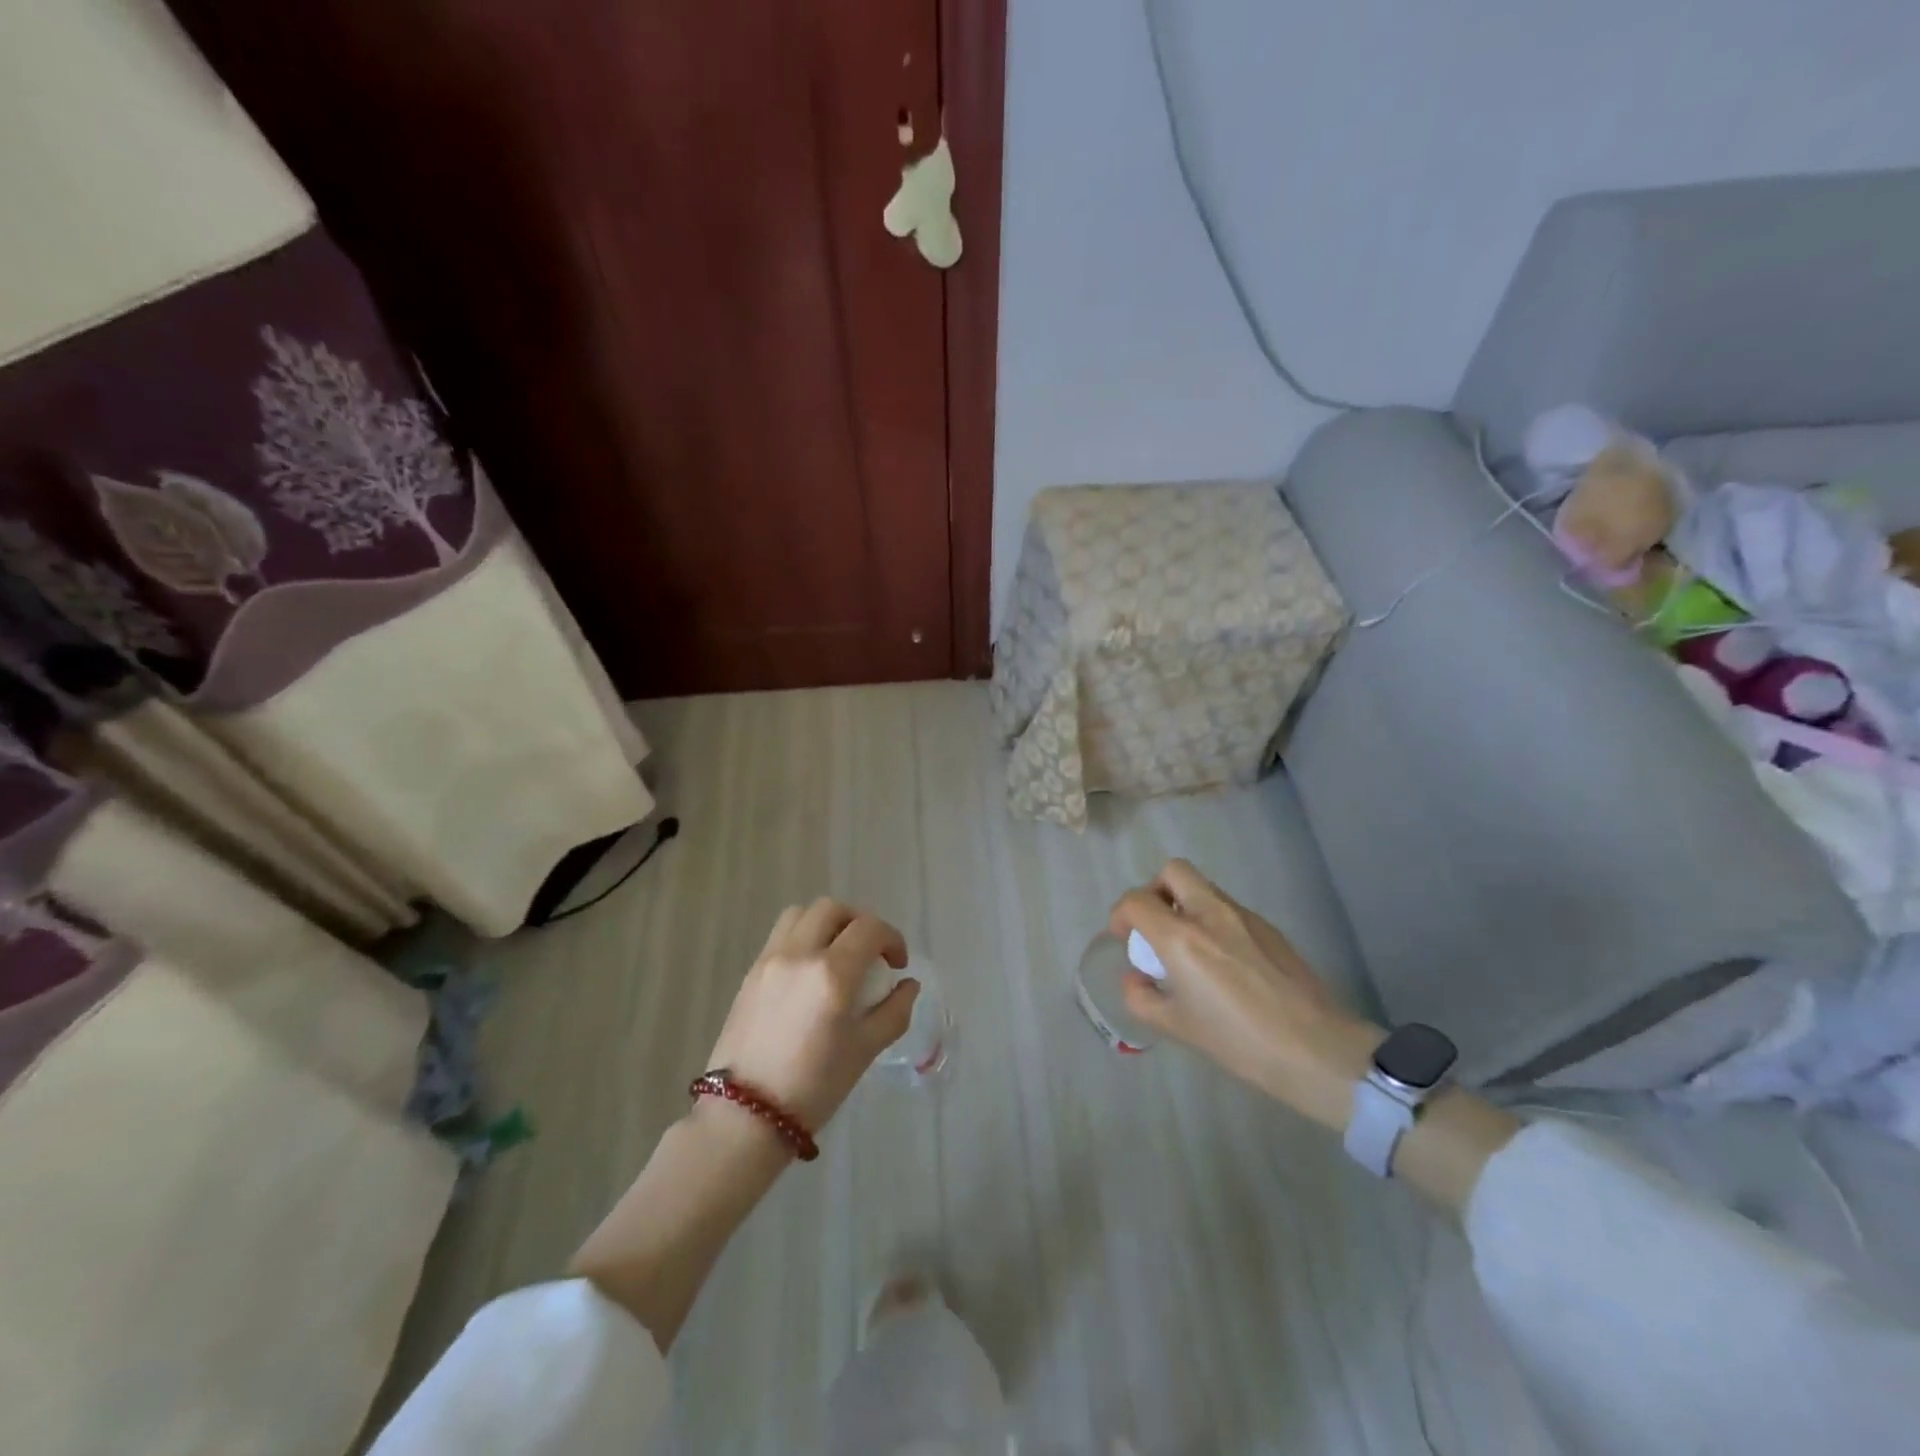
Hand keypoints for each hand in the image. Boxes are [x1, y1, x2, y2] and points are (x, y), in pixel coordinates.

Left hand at [705, 898, 919, 1133]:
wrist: (745, 1115)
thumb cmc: (814, 1087)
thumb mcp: (865, 1051)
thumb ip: (894, 1011)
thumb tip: (908, 984)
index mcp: (832, 973)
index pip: (869, 928)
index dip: (892, 939)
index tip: (897, 964)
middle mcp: (799, 954)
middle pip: (833, 910)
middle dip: (859, 923)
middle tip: (870, 953)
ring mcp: (770, 960)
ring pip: (802, 914)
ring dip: (827, 923)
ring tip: (837, 953)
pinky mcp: (750, 972)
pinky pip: (780, 935)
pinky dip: (802, 938)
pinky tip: (810, 972)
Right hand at [1109, 861, 1381, 1129]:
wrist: (1316, 1049)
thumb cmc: (1239, 1041)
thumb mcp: (1177, 1027)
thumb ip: (1142, 997)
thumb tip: (1136, 977)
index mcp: (1182, 938)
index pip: (1136, 901)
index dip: (1120, 915)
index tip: (1124, 938)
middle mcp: (1210, 914)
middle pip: (1173, 871)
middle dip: (1155, 891)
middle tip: (1155, 926)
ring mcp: (1244, 916)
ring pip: (1203, 887)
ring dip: (1185, 904)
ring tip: (1189, 947)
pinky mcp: (1269, 927)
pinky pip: (1228, 908)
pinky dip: (1212, 920)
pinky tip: (1224, 962)